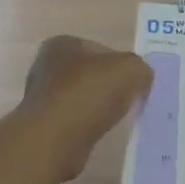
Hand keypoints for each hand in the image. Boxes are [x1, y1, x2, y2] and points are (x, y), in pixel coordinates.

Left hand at [20, 36, 153, 180]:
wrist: (55, 139)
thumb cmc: (89, 94)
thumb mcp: (131, 70)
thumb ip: (141, 69)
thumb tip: (141, 80)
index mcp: (63, 44)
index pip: (102, 49)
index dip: (122, 65)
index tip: (136, 83)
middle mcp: (47, 66)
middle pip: (92, 75)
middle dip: (111, 87)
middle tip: (132, 101)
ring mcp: (43, 97)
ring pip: (84, 99)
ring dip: (100, 109)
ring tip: (117, 120)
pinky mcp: (44, 125)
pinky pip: (77, 121)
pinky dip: (89, 127)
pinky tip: (100, 133)